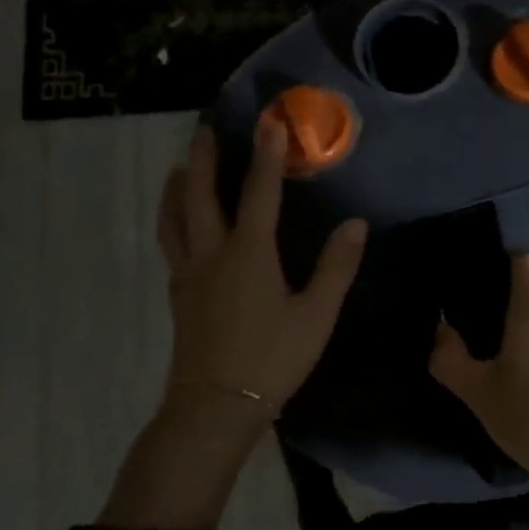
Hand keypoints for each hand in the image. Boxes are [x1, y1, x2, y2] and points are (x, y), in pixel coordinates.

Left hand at [156, 120, 366, 424]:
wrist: (215, 407)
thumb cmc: (272, 358)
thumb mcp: (316, 315)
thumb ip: (336, 268)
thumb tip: (357, 224)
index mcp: (248, 253)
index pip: (259, 192)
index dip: (266, 156)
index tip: (269, 122)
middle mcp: (212, 253)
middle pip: (199, 195)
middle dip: (202, 159)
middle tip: (204, 130)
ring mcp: (189, 274)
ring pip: (174, 219)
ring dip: (177, 188)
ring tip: (177, 168)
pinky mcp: (178, 295)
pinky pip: (172, 243)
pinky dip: (173, 220)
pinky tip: (182, 226)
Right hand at [429, 251, 528, 503]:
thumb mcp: (480, 394)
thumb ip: (451, 358)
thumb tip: (440, 328)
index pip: (526, 259)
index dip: (503, 262)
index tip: (479, 282)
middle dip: (502, 303)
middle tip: (471, 328)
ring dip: (519, 332)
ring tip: (490, 356)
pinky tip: (518, 379)